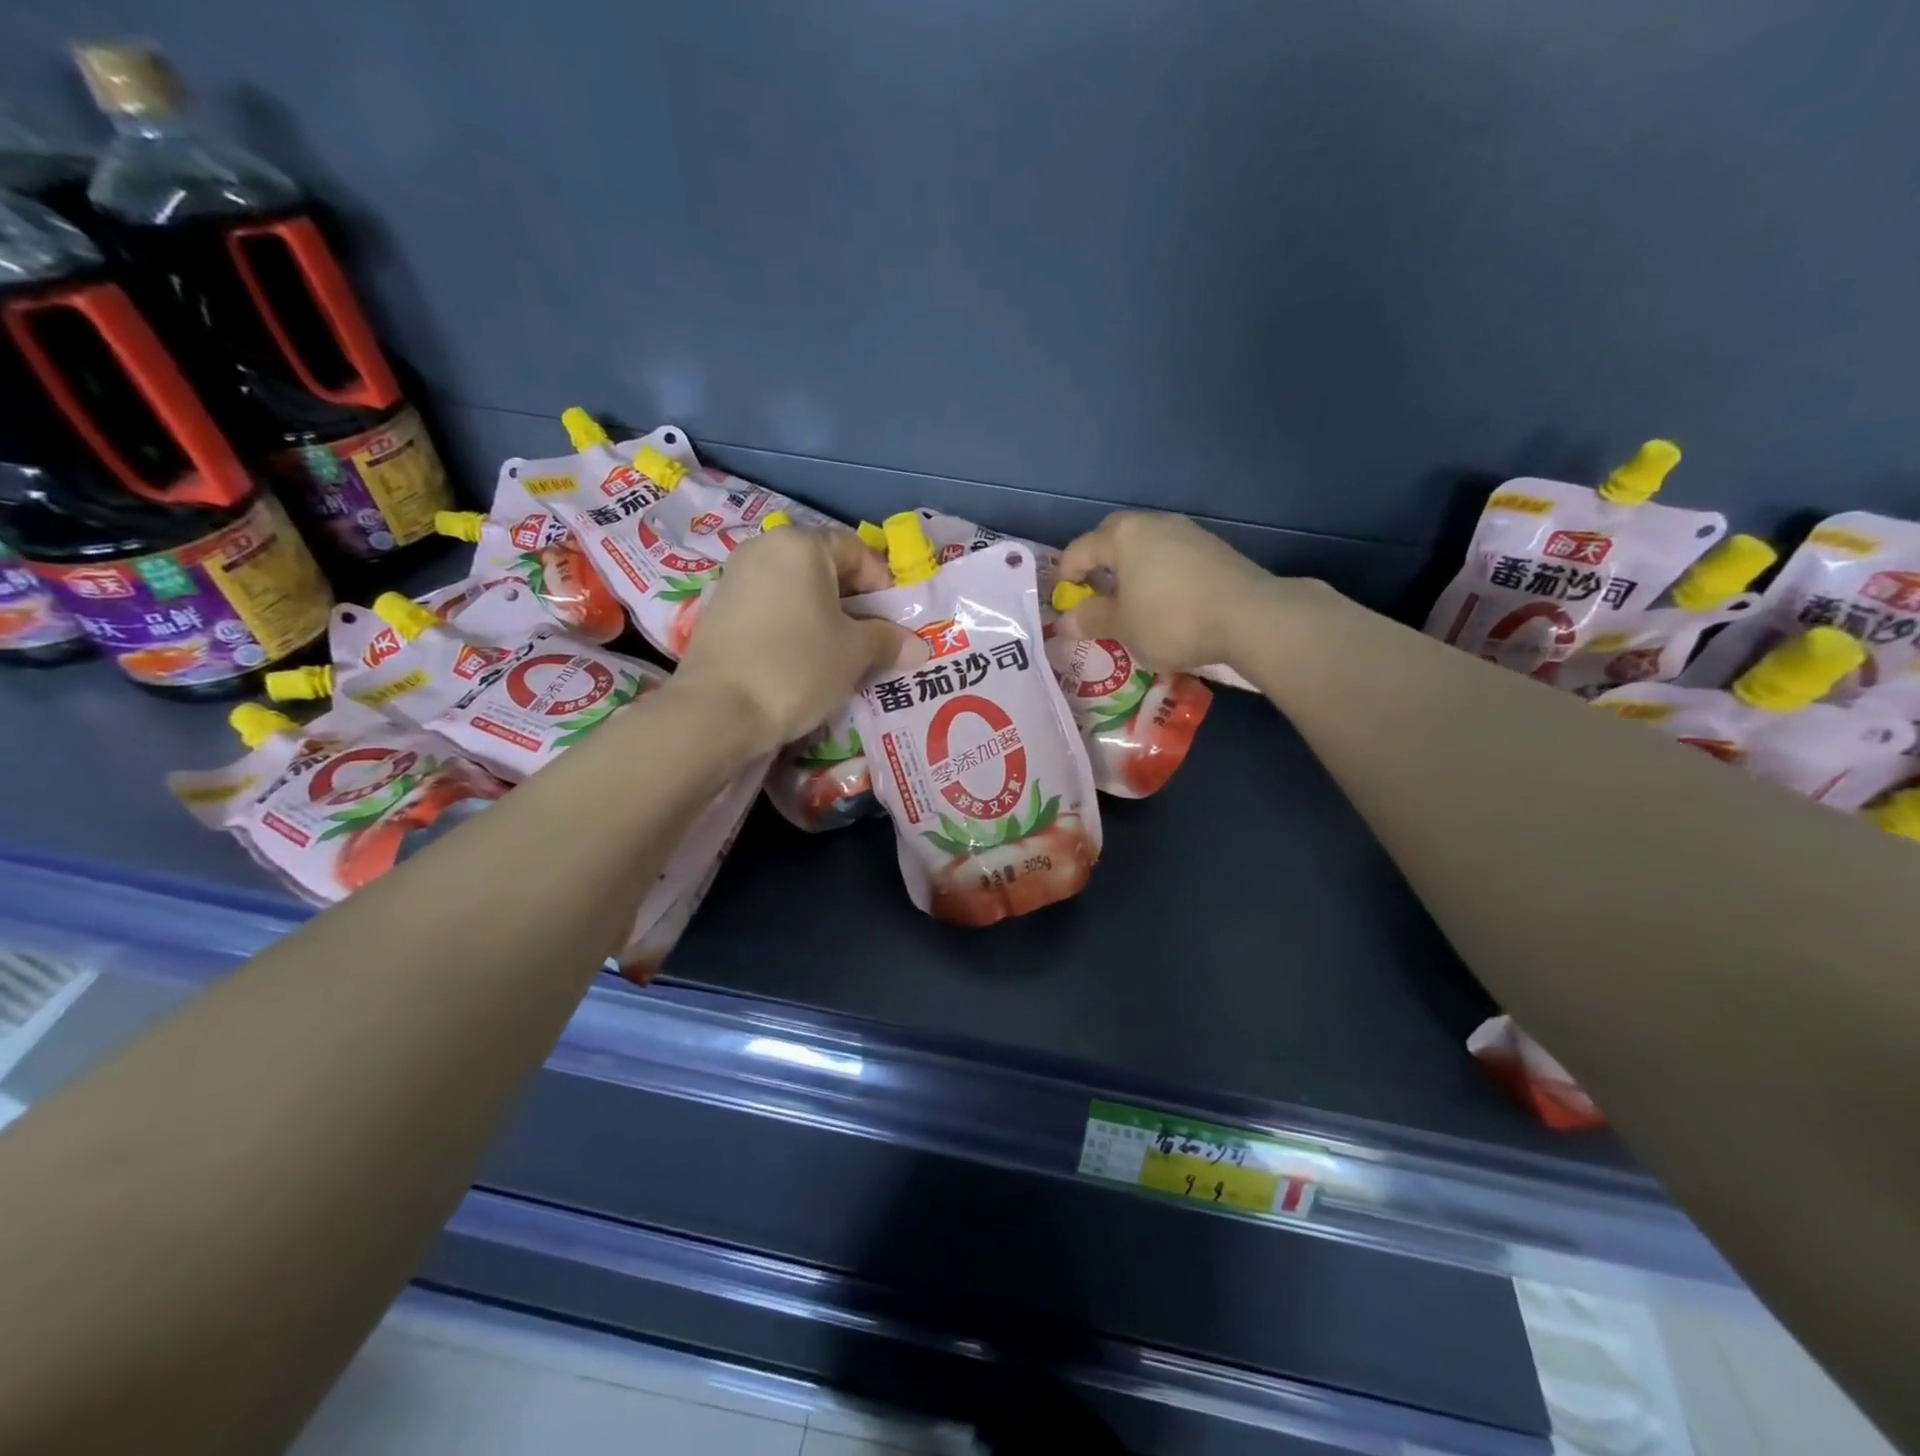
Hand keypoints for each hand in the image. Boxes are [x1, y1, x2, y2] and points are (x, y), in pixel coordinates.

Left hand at [672, 525, 921, 751]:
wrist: (718, 711)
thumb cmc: (797, 666)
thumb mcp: (854, 653)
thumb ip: (888, 640)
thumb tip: (918, 646)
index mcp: (801, 544)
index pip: (856, 549)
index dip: (882, 584)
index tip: (894, 622)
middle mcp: (764, 549)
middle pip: (824, 567)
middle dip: (855, 602)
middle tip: (873, 640)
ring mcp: (736, 578)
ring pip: (797, 591)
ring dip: (826, 617)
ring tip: (841, 655)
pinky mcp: (719, 611)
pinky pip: (772, 609)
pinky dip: (795, 627)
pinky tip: (804, 661)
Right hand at [1055, 511, 1284, 672]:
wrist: (1249, 617)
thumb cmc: (1171, 619)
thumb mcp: (1122, 626)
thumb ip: (1090, 620)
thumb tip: (1064, 621)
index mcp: (1123, 536)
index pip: (1079, 550)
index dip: (1064, 578)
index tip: (1063, 604)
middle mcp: (1153, 523)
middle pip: (1113, 538)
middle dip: (1098, 564)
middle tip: (1095, 595)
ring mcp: (1188, 532)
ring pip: (1145, 546)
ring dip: (1131, 569)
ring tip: (1130, 602)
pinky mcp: (1213, 549)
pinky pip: (1171, 556)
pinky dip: (1158, 574)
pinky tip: (1164, 602)